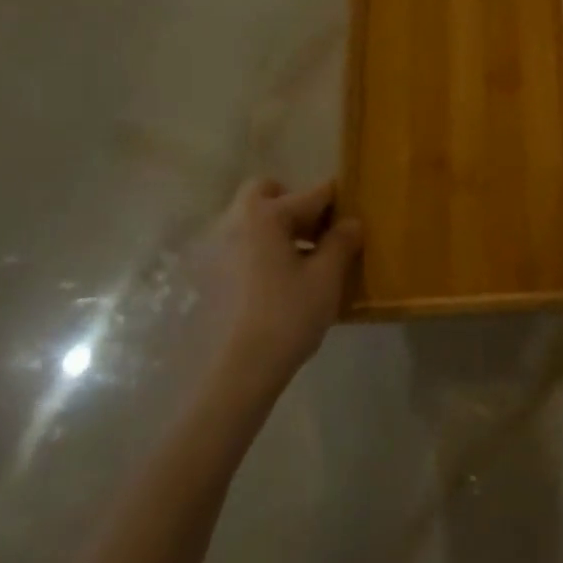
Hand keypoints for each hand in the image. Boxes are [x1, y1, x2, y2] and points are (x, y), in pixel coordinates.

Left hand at [188, 178, 361, 388]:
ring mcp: (217, 248)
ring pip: (252, 220)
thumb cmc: (288, 314)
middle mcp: (236, 221)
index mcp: (266, 214)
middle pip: (267, 194)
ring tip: (302, 262)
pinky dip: (261, 252)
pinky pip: (241, 246)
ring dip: (277, 229)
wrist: (239, 369)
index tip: (353, 217)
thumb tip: (351, 222)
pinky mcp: (209, 275)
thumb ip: (341, 242)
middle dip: (294, 205)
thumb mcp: (327, 276)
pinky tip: (278, 282)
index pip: (312, 194)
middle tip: (317, 234)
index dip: (338, 203)